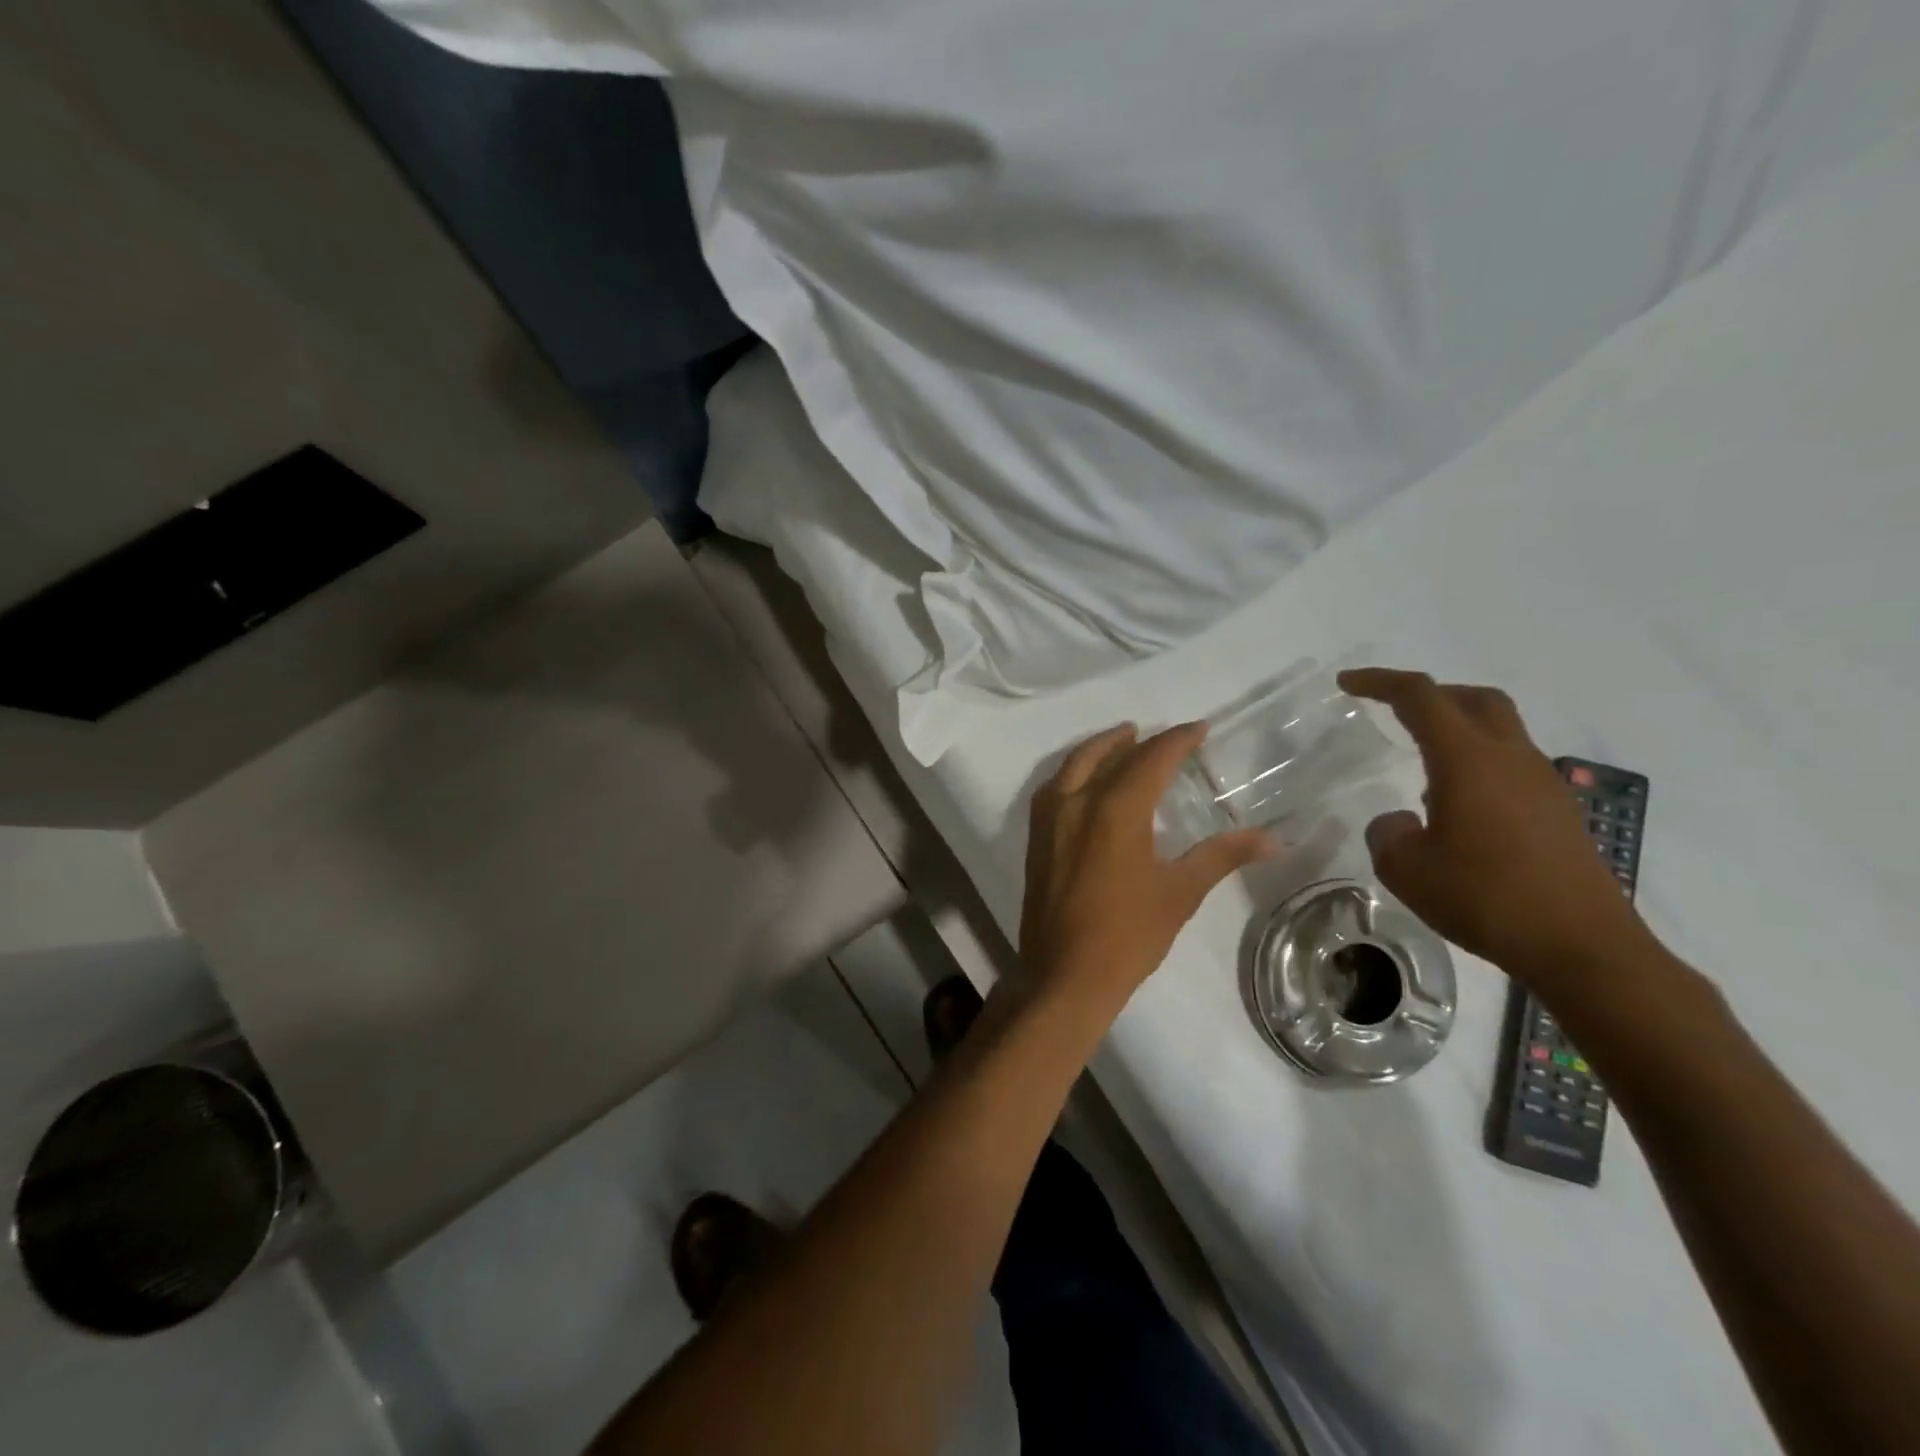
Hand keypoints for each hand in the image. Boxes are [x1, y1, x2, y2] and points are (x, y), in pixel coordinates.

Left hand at [1019, 722, 1275, 1010]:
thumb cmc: (1129, 934)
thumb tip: (1273, 839)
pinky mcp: (1036, 837)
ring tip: (1123, 742)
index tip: (1199, 729)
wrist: (1066, 974)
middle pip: (1108, 754)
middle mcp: (1077, 802)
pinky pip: (1054, 787)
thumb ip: (1222, 855)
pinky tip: (1086, 781)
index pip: (1151, 759)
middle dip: (1137, 740)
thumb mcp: (1181, 892)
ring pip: (1074, 765)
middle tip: (1162, 737)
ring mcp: (1050, 819)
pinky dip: (1074, 771)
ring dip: (1100, 748)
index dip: (1177, 740)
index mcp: (1115, 810)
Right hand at [1338, 668, 1655, 989]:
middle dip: (1431, 695)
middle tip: (1394, 709)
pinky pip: (1512, 767)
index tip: (1347, 684)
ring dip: (1458, 730)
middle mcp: (1510, 758)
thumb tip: (1400, 820)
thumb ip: (1387, 833)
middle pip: (1474, 699)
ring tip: (1422, 768)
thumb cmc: (1486, 898)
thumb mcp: (1406, 869)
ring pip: (1499, 731)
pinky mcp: (1559, 813)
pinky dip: (1479, 765)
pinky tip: (1459, 809)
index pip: (1420, 697)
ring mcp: (1542, 784)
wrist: (1582, 947)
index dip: (1380, 682)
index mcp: (1468, 759)